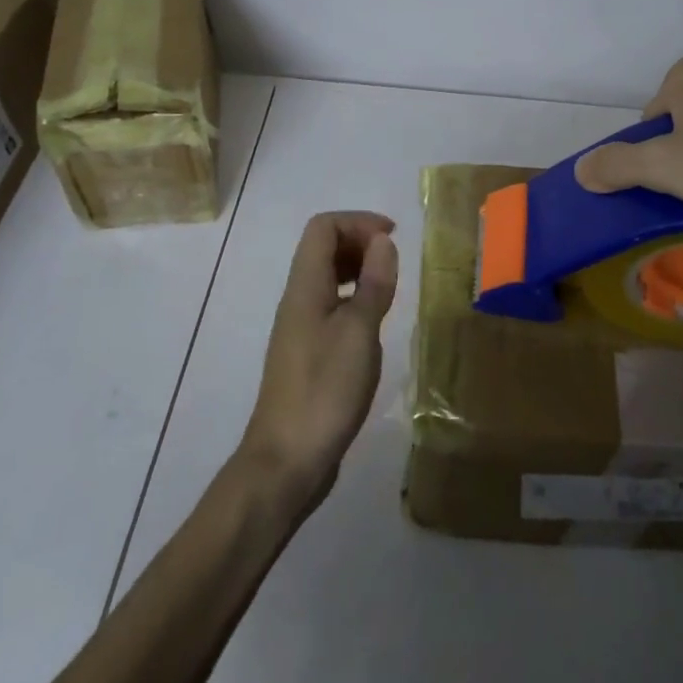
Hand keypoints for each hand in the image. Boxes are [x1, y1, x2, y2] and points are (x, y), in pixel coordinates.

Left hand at [238, 211, 398, 515]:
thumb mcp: (359, 332)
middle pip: (323, 248)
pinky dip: (355, 299)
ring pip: (328, 278)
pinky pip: (331, 306)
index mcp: (305, 287)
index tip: (393, 237)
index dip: (358, 222)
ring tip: (390, 287)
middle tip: (395, 261)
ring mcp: (300, 328)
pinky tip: (375, 324)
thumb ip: (373, 284)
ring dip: (359, 270)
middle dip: (360, 242)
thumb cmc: (325, 390)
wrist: (286, 461)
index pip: (323, 228)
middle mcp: (298, 299)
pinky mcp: (308, 353)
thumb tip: (383, 241)